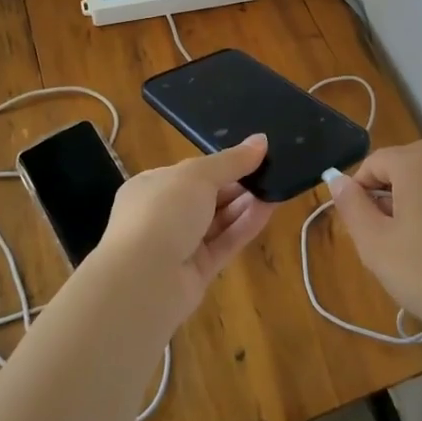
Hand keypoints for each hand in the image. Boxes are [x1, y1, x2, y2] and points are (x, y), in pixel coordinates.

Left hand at [96, 134, 276, 326]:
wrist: (144, 280)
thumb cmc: (162, 212)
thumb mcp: (198, 175)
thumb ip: (232, 160)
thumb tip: (261, 140)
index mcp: (152, 187)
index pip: (191, 173)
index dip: (222, 165)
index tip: (253, 156)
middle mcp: (163, 216)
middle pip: (208, 197)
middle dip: (238, 185)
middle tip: (272, 171)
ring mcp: (179, 246)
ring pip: (219, 221)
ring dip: (246, 204)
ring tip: (277, 186)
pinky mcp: (197, 272)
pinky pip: (225, 243)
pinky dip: (246, 226)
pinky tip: (270, 208)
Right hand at [325, 141, 421, 350]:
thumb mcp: (376, 245)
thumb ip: (351, 207)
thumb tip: (337, 179)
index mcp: (417, 160)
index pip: (372, 165)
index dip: (359, 196)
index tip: (364, 234)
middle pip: (401, 171)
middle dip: (387, 202)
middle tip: (389, 248)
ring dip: (414, 209)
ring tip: (418, 253)